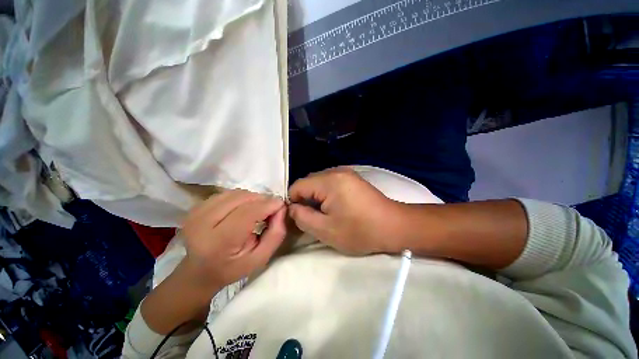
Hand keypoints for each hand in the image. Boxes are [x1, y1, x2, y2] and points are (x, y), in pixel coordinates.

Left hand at [181, 190, 286, 292]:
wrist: (198, 272)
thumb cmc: (232, 268)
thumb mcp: (260, 258)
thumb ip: (275, 234)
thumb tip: (281, 208)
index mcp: (218, 242)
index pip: (248, 213)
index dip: (268, 205)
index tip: (281, 205)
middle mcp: (202, 223)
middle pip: (241, 198)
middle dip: (261, 199)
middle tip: (270, 209)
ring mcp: (196, 213)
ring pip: (234, 193)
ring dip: (252, 197)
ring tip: (257, 209)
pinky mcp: (195, 207)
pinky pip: (226, 193)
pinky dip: (240, 197)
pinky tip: (243, 208)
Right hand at [288, 167, 405, 255]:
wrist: (394, 226)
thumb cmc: (360, 231)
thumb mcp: (325, 230)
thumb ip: (302, 218)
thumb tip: (292, 208)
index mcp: (328, 181)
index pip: (297, 186)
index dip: (294, 203)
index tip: (300, 218)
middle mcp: (336, 171)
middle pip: (308, 183)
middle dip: (305, 200)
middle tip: (313, 218)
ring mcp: (346, 173)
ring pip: (319, 183)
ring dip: (316, 198)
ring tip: (325, 214)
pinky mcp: (352, 178)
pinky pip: (330, 184)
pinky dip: (327, 195)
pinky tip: (336, 207)